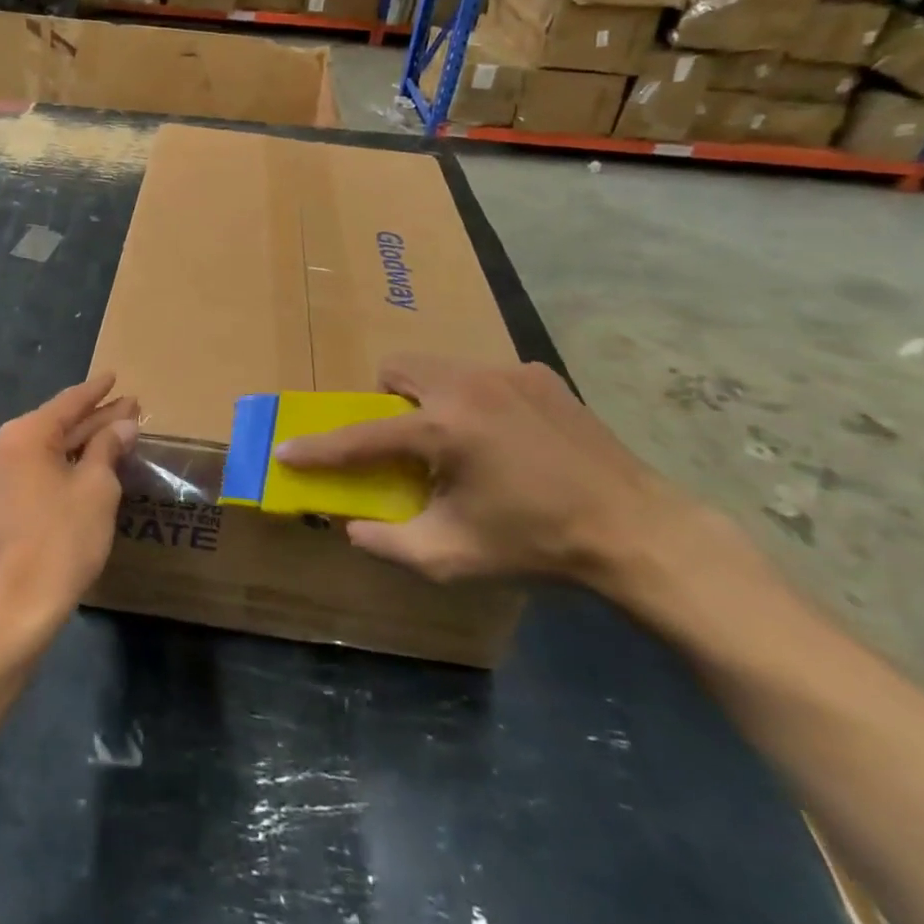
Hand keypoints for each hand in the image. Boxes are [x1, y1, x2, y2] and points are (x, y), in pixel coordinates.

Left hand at [0, 374, 138, 644]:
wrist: (15, 607)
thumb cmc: (62, 540)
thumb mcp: (96, 488)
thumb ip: (108, 447)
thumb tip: (124, 425)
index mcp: (24, 434)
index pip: (68, 403)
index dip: (97, 391)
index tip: (115, 376)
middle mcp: (0, 446)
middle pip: (56, 424)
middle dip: (94, 418)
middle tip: (129, 408)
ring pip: (45, 448)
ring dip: (79, 442)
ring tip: (114, 433)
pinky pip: (32, 468)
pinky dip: (60, 464)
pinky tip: (85, 464)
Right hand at [274, 355, 683, 589]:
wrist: (637, 531)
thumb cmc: (537, 545)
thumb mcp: (453, 557)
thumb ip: (389, 542)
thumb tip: (352, 527)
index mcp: (443, 429)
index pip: (362, 436)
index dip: (320, 448)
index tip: (287, 450)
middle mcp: (468, 385)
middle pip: (398, 368)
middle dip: (386, 400)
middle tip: (404, 441)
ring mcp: (508, 372)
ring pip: (441, 366)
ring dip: (430, 397)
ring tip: (460, 441)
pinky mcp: (540, 375)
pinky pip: (485, 375)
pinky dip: (477, 400)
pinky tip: (508, 439)